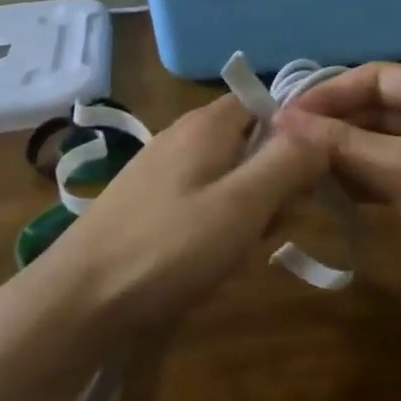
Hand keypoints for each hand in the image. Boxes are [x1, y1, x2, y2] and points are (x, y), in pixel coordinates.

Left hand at [55, 95, 326, 330]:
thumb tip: (322, 133)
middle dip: (271, 181)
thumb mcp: (244, 205)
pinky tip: (207, 259)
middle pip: (249, 141)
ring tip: (237, 250)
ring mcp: (159, 168)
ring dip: (246, 208)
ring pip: (227, 175)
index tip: (305, 178)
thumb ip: (289, 163)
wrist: (79, 299)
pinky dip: (215, 223)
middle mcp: (182, 134)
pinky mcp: (145, 201)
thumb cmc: (170, 247)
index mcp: (207, 124)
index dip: (294, 134)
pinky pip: (199, 198)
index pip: (265, 102)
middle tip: (269, 226)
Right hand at [273, 64, 400, 276]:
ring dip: (348, 153)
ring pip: (387, 142)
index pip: (377, 77)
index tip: (285, 115)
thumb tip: (282, 120)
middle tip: (286, 144)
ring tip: (299, 167)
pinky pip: (398, 170)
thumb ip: (340, 142)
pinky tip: (333, 191)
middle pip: (381, 107)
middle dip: (336, 125)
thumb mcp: (399, 168)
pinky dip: (368, 177)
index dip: (329, 94)